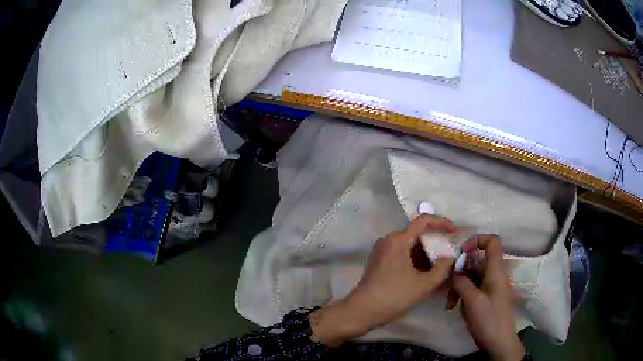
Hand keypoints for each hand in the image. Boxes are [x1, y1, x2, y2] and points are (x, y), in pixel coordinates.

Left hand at [310, 215, 455, 347]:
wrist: (362, 311)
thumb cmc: (394, 296)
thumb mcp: (423, 285)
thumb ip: (441, 269)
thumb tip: (449, 258)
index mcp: (398, 240)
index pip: (423, 221)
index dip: (442, 223)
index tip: (455, 232)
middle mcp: (389, 241)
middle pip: (417, 235)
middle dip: (435, 244)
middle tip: (449, 255)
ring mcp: (383, 252)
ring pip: (411, 247)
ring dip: (426, 256)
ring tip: (441, 269)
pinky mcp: (380, 263)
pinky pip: (403, 256)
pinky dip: (416, 262)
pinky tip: (427, 275)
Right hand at [451, 235, 524, 360]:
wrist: (499, 343)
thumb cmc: (489, 319)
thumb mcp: (472, 301)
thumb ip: (461, 282)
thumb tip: (453, 272)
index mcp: (496, 270)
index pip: (492, 241)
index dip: (476, 240)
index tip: (460, 253)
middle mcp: (494, 275)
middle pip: (476, 261)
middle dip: (459, 272)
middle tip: (447, 287)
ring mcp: (490, 287)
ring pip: (472, 277)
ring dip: (458, 287)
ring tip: (449, 304)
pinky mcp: (486, 298)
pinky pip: (473, 289)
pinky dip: (462, 295)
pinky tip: (455, 308)